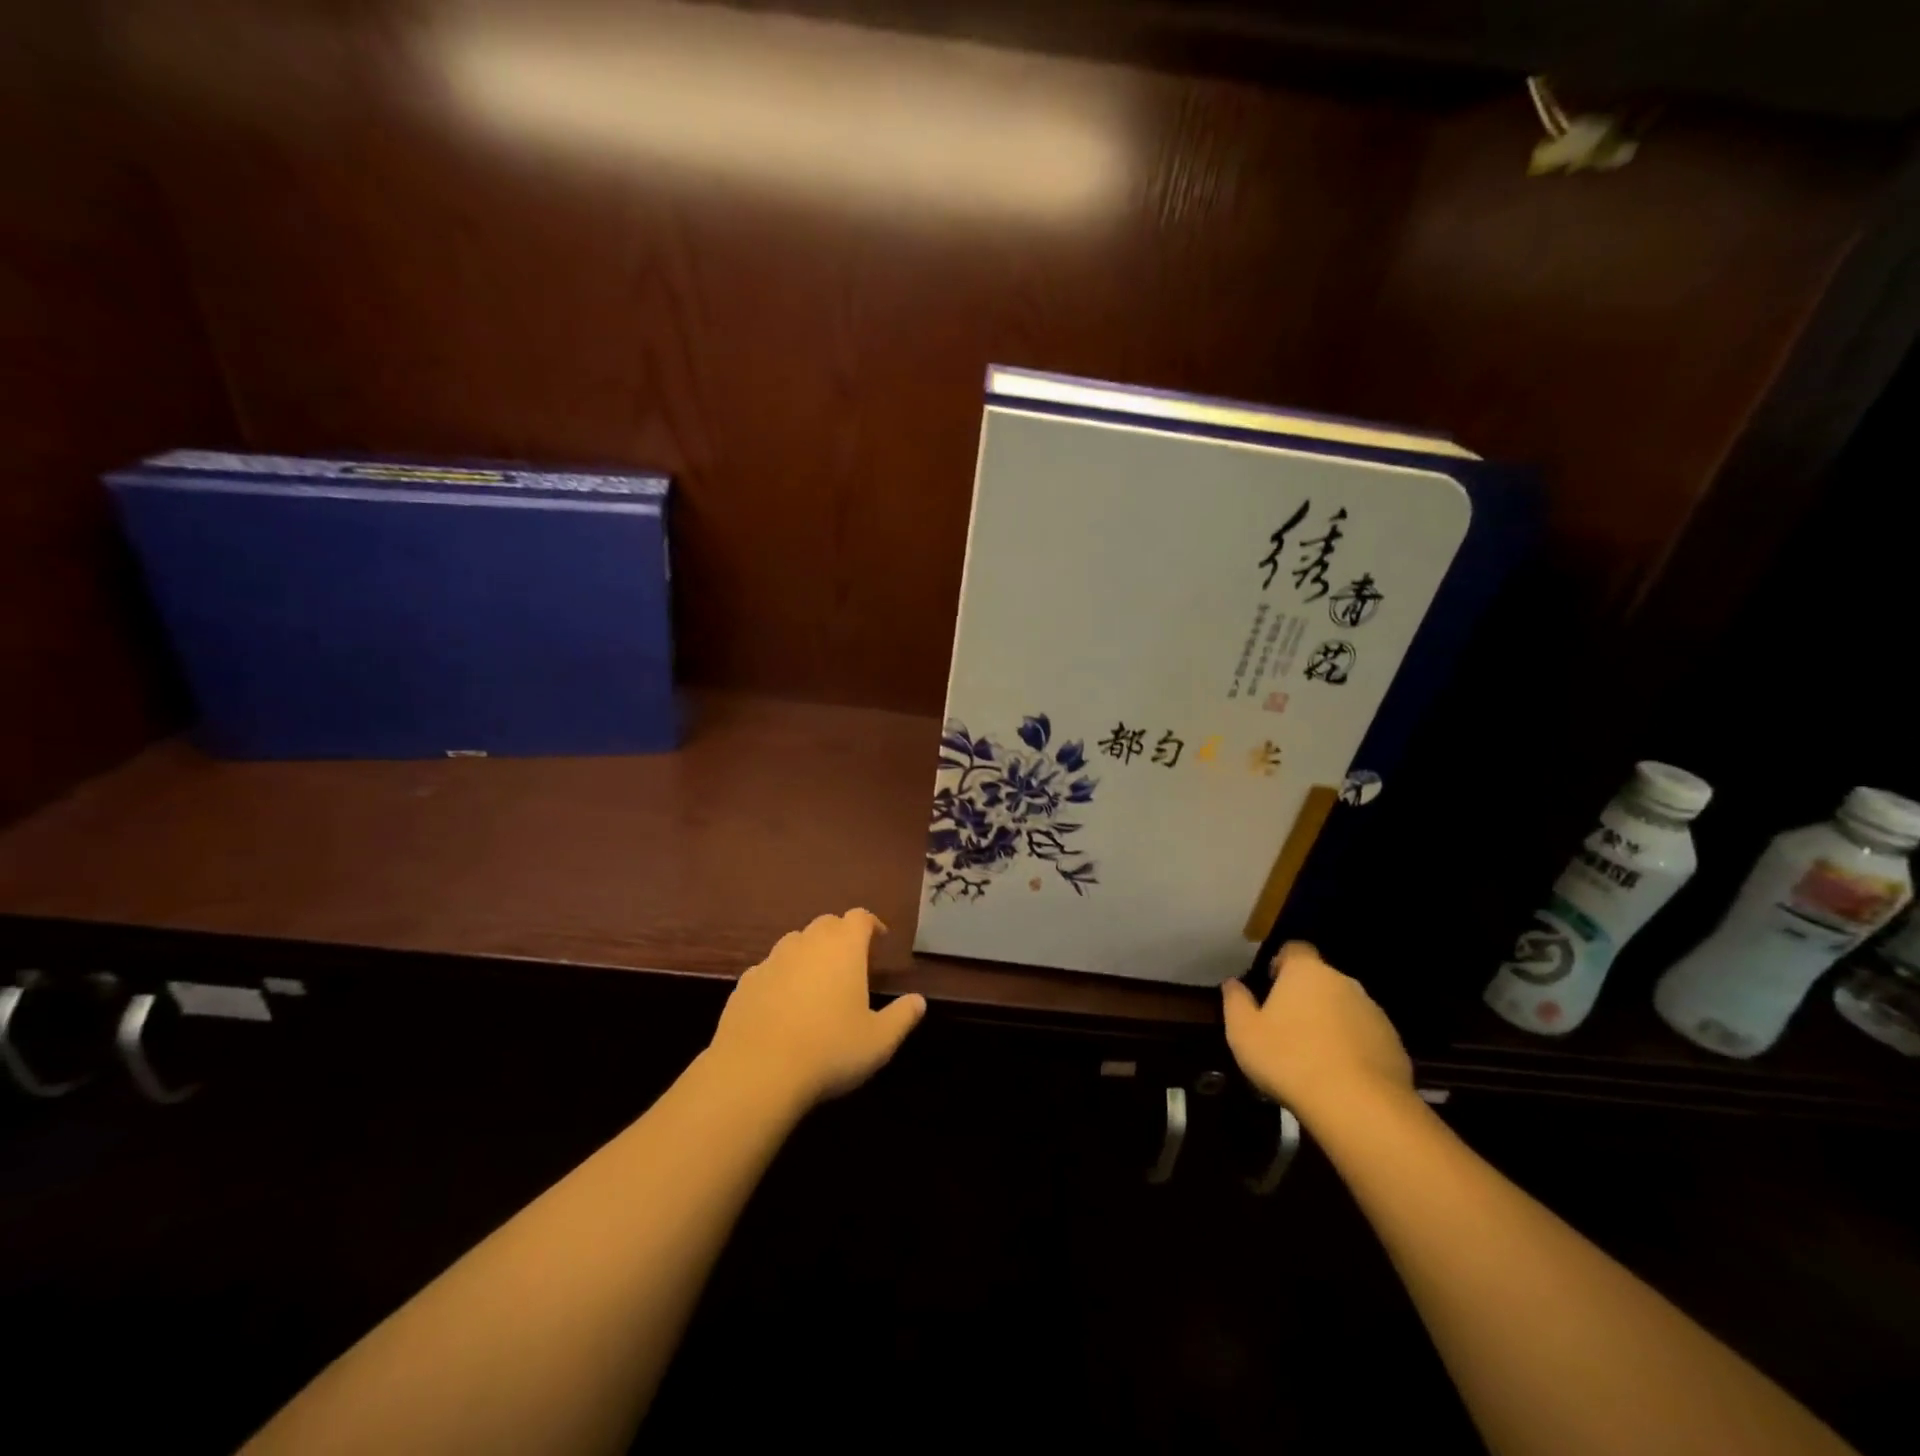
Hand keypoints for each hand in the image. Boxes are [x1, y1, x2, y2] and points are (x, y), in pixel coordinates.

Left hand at [708, 909, 925, 1111]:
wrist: (756, 1072)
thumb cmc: (829, 1050)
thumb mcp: (879, 1041)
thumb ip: (902, 1017)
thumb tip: (918, 1001)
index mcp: (843, 947)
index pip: (859, 918)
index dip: (871, 924)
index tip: (879, 939)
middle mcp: (807, 943)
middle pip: (826, 924)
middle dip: (840, 936)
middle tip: (851, 961)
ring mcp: (772, 961)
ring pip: (794, 943)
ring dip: (809, 953)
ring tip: (817, 982)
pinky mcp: (745, 983)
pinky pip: (769, 969)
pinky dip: (781, 977)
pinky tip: (783, 1005)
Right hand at [1221, 941, 1413, 1120]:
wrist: (1359, 1106)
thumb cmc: (1290, 1059)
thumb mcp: (1243, 1032)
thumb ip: (1235, 1001)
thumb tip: (1232, 984)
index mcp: (1306, 972)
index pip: (1295, 949)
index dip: (1281, 963)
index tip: (1270, 986)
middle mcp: (1343, 982)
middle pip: (1321, 980)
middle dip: (1306, 997)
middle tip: (1287, 1027)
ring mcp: (1374, 1013)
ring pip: (1345, 1009)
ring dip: (1331, 1023)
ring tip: (1314, 1056)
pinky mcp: (1395, 1045)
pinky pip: (1366, 1038)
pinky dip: (1353, 1048)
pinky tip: (1340, 1076)